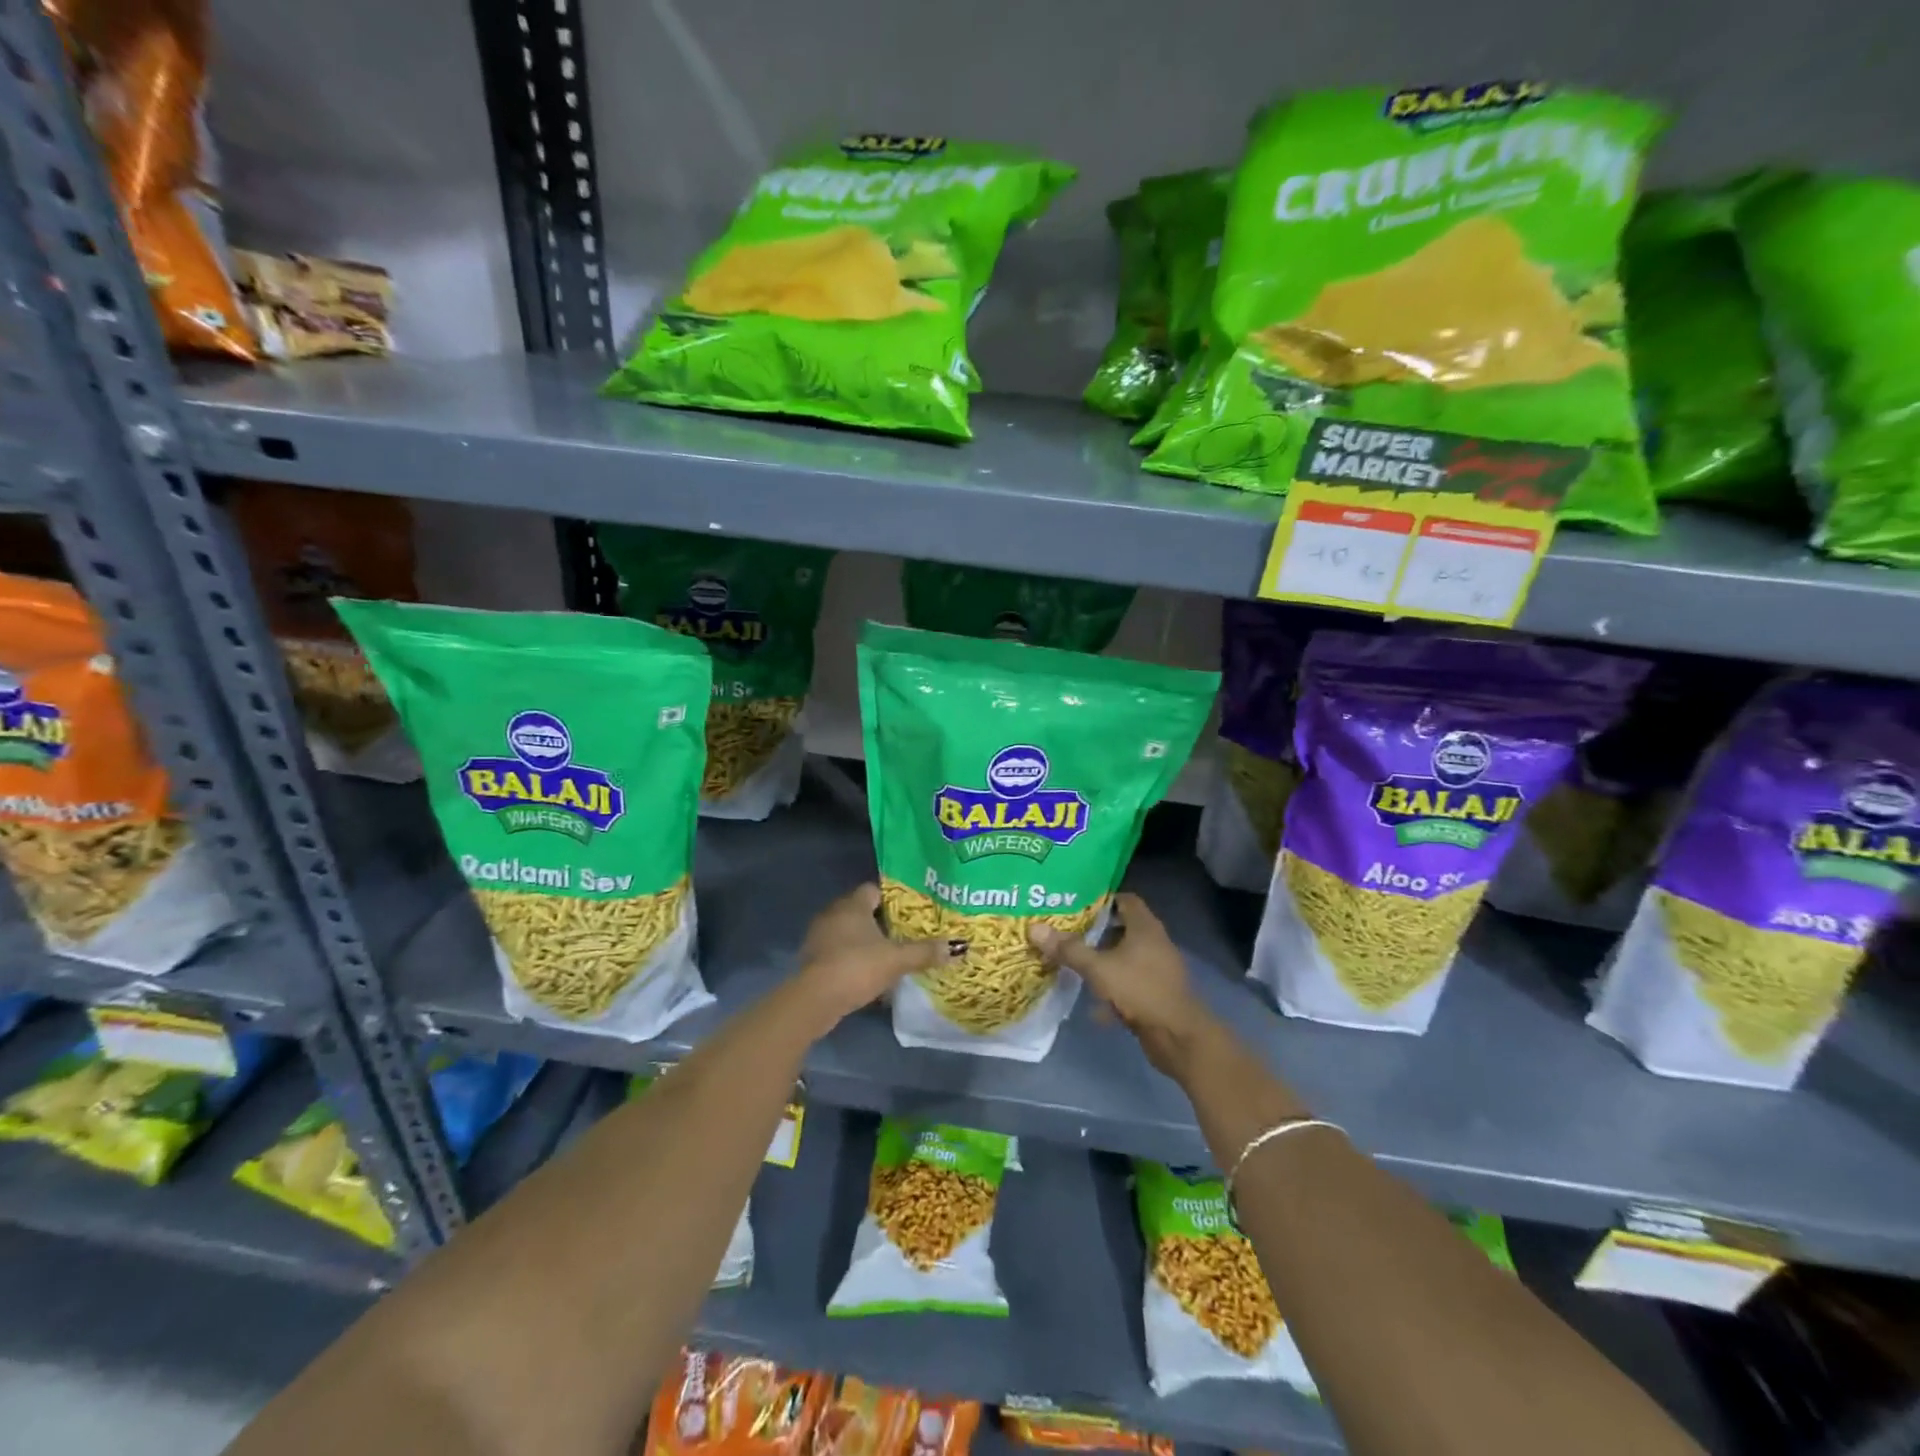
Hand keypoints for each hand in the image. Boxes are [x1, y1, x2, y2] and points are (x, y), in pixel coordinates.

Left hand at [796, 883, 961, 1029]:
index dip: (891, 898)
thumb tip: (958, 947)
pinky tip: (867, 973)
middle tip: (904, 933)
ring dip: (864, 941)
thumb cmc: (857, 967)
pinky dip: (851, 958)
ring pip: (848, 932)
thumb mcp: (896, 960)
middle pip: (860, 910)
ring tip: (888, 954)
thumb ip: (925, 952)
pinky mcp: (813, 959)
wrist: (815, 1000)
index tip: (909, 911)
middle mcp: (833, 914)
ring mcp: (819, 937)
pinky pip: (837, 951)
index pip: (873, 889)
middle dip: (880, 921)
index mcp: (852, 905)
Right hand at [1029, 893, 1217, 1079]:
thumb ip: (1068, 949)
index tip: (1077, 904)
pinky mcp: (1157, 992)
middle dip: (1097, 930)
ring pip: (1126, 956)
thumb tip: (1034, 927)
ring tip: (1076, 963)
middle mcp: (1155, 942)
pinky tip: (1094, 1003)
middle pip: (1124, 927)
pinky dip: (1113, 987)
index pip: (1125, 899)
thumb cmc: (1140, 990)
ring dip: (1104, 960)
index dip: (1102, 899)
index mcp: (1145, 927)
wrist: (1178, 1036)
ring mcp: (1158, 969)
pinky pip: (1131, 982)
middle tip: (1069, 931)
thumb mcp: (1098, 969)